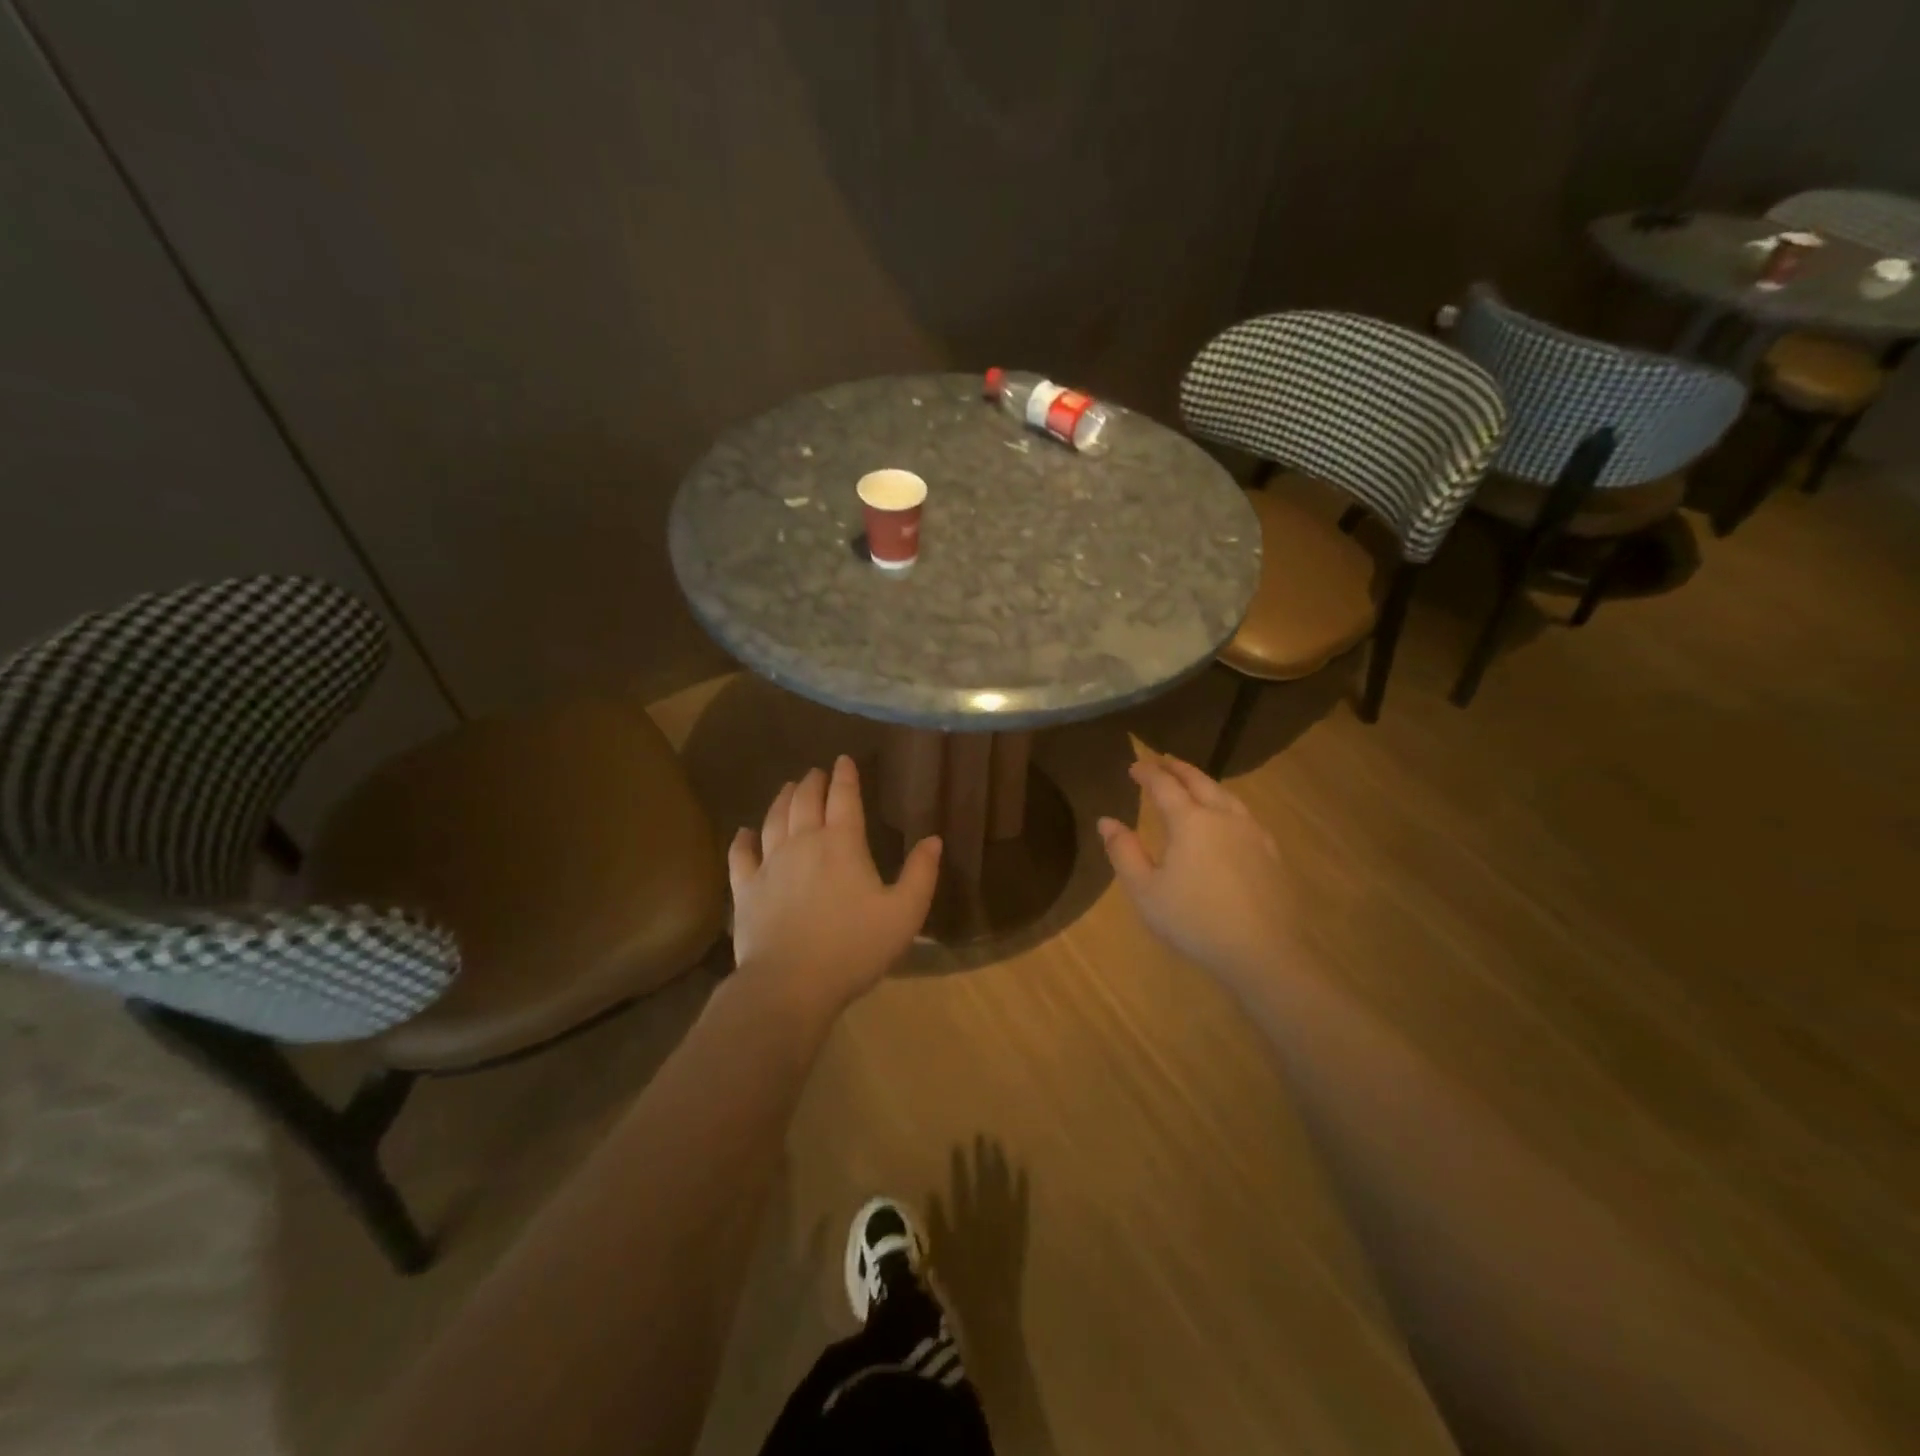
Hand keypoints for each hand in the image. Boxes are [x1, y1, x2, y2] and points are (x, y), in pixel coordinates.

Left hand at [728, 756, 941, 1015]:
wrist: (791, 984)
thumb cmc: (854, 947)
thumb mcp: (904, 914)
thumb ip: (921, 874)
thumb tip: (934, 839)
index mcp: (842, 844)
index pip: (844, 798)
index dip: (845, 776)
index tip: (844, 760)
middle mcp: (803, 843)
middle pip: (806, 801)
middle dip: (813, 782)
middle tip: (816, 772)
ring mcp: (769, 864)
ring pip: (773, 820)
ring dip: (782, 800)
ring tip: (788, 787)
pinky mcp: (745, 889)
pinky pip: (740, 855)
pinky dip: (742, 840)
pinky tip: (744, 832)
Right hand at [1097, 755, 1294, 989]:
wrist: (1262, 952)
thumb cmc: (1194, 921)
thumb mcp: (1145, 890)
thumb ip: (1124, 852)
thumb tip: (1106, 821)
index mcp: (1190, 821)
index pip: (1164, 785)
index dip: (1147, 773)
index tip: (1133, 766)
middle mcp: (1223, 816)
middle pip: (1199, 781)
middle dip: (1178, 768)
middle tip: (1162, 760)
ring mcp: (1252, 833)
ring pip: (1226, 795)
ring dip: (1204, 782)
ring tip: (1192, 782)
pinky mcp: (1271, 852)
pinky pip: (1243, 814)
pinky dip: (1226, 803)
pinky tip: (1226, 817)